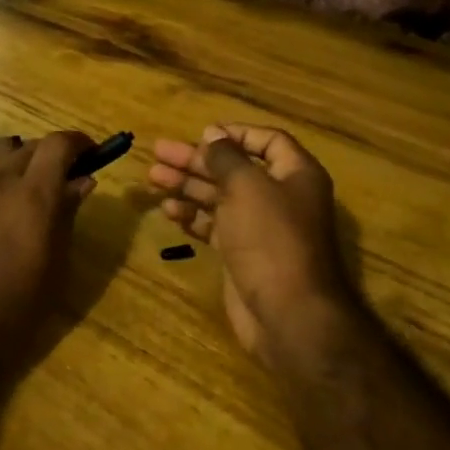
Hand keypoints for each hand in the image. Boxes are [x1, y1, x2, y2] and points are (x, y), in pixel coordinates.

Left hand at [0, 132, 95, 381]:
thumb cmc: (13, 312)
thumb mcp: (54, 268)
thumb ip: (67, 216)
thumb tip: (82, 181)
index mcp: (33, 197)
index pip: (59, 144)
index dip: (78, 142)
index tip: (90, 153)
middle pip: (30, 146)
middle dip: (50, 156)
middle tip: (60, 179)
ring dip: (17, 162)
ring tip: (21, 188)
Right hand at [148, 124, 356, 370]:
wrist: (289, 315)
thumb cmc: (270, 238)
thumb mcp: (246, 186)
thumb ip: (226, 157)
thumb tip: (213, 134)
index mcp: (296, 174)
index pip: (267, 140)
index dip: (235, 134)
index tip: (201, 133)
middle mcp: (280, 196)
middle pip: (235, 168)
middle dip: (197, 160)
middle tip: (159, 152)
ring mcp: (261, 227)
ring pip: (220, 197)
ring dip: (188, 186)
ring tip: (153, 177)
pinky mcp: (243, 254)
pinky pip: (215, 226)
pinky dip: (193, 216)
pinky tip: (168, 211)